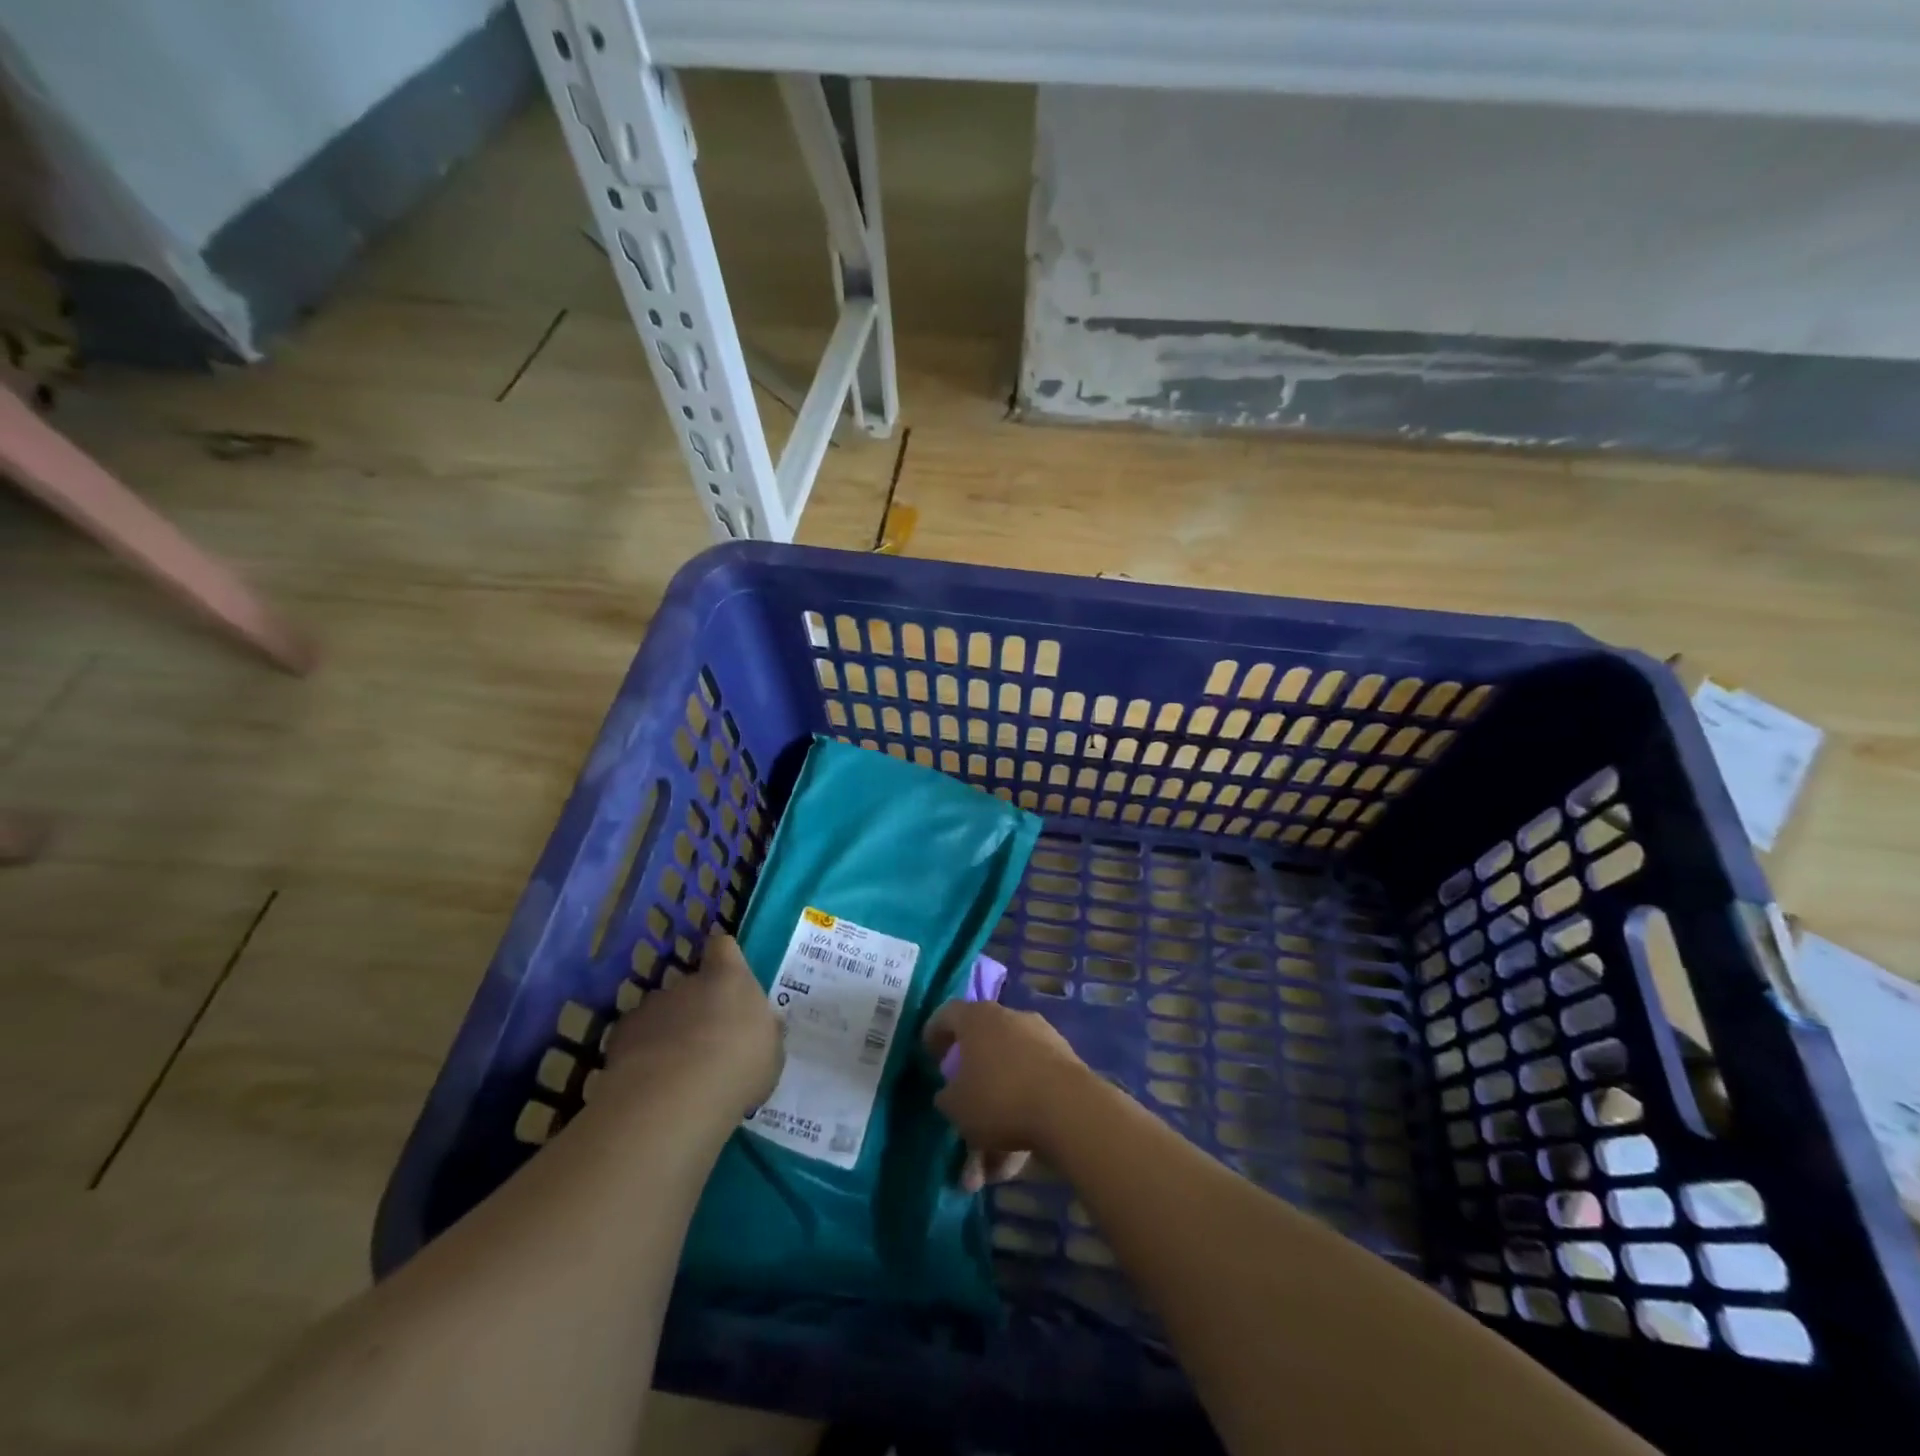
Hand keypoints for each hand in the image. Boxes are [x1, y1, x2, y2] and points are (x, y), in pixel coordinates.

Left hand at [604, 933, 782, 1116]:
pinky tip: (649, 1085)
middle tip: (707, 1044)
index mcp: (730, 979)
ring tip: (675, 1072)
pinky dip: (640, 1056)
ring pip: (661, 1013)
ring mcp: (651, 1007)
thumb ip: (764, 1032)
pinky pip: (634, 1039)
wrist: (674, 1099)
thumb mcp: (770, 1053)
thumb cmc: (738, 1068)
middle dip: (696, 1008)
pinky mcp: (620, 1035)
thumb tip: (761, 1027)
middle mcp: (688, 983)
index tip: (727, 978)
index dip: (724, 958)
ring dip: (668, 1032)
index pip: (724, 947)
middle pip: (692, 985)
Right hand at [923, 1000, 1090, 1191]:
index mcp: (978, 1018)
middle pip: (982, 1050)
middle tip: (959, 1115)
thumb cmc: (999, 1098)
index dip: (934, 1033)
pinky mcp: (1065, 1064)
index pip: (948, 1014)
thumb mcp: (956, 1106)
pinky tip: (1015, 1161)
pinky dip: (1022, 1118)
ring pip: (1008, 1078)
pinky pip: (1033, 1090)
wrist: (1069, 1109)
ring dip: (996, 1117)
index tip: (928, 1055)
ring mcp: (1041, 1039)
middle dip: (970, 1090)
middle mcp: (1010, 1019)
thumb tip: (950, 1094)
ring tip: (989, 1166)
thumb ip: (947, 1098)